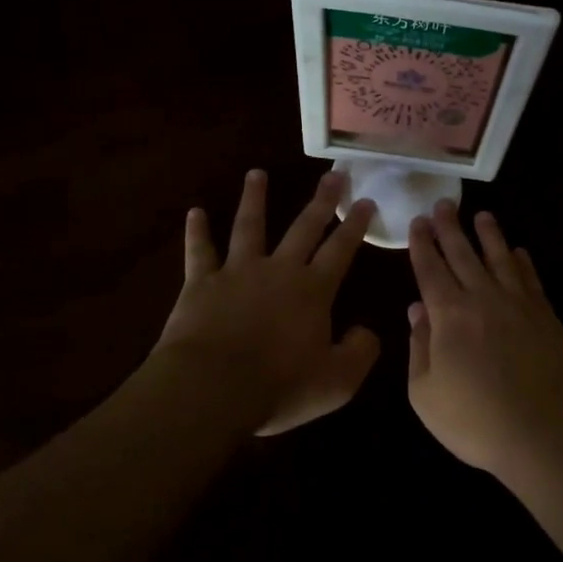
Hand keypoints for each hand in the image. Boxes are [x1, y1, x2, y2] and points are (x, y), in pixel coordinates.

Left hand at [154, 169, 379, 435]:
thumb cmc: (279, 387)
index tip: (366, 201)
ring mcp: (237, 272)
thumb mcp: (337, 382)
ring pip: (248, 226)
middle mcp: (278, 270)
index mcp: (313, 291)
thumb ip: (359, 353)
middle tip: (333, 174)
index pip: (341, 250)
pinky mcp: (201, 283)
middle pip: (303, 227)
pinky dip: (197, 231)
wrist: (211, 388)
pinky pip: (199, 251)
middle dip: (321, 201)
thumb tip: (368, 332)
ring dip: (254, 198)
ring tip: (256, 173)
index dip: (356, 226)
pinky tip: (194, 212)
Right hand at [406, 201, 562, 474]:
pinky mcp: (546, 316)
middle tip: (443, 204)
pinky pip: (530, 279)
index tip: (418, 222)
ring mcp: (519, 304)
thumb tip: (417, 310)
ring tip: (482, 215)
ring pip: (500, 258)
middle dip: (450, 227)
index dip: (422, 244)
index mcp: (449, 314)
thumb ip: (419, 348)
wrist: (546, 432)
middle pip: (463, 254)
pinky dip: (522, 262)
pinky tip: (519, 252)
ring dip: (489, 234)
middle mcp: (483, 298)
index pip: (430, 269)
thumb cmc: (477, 420)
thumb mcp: (426, 394)